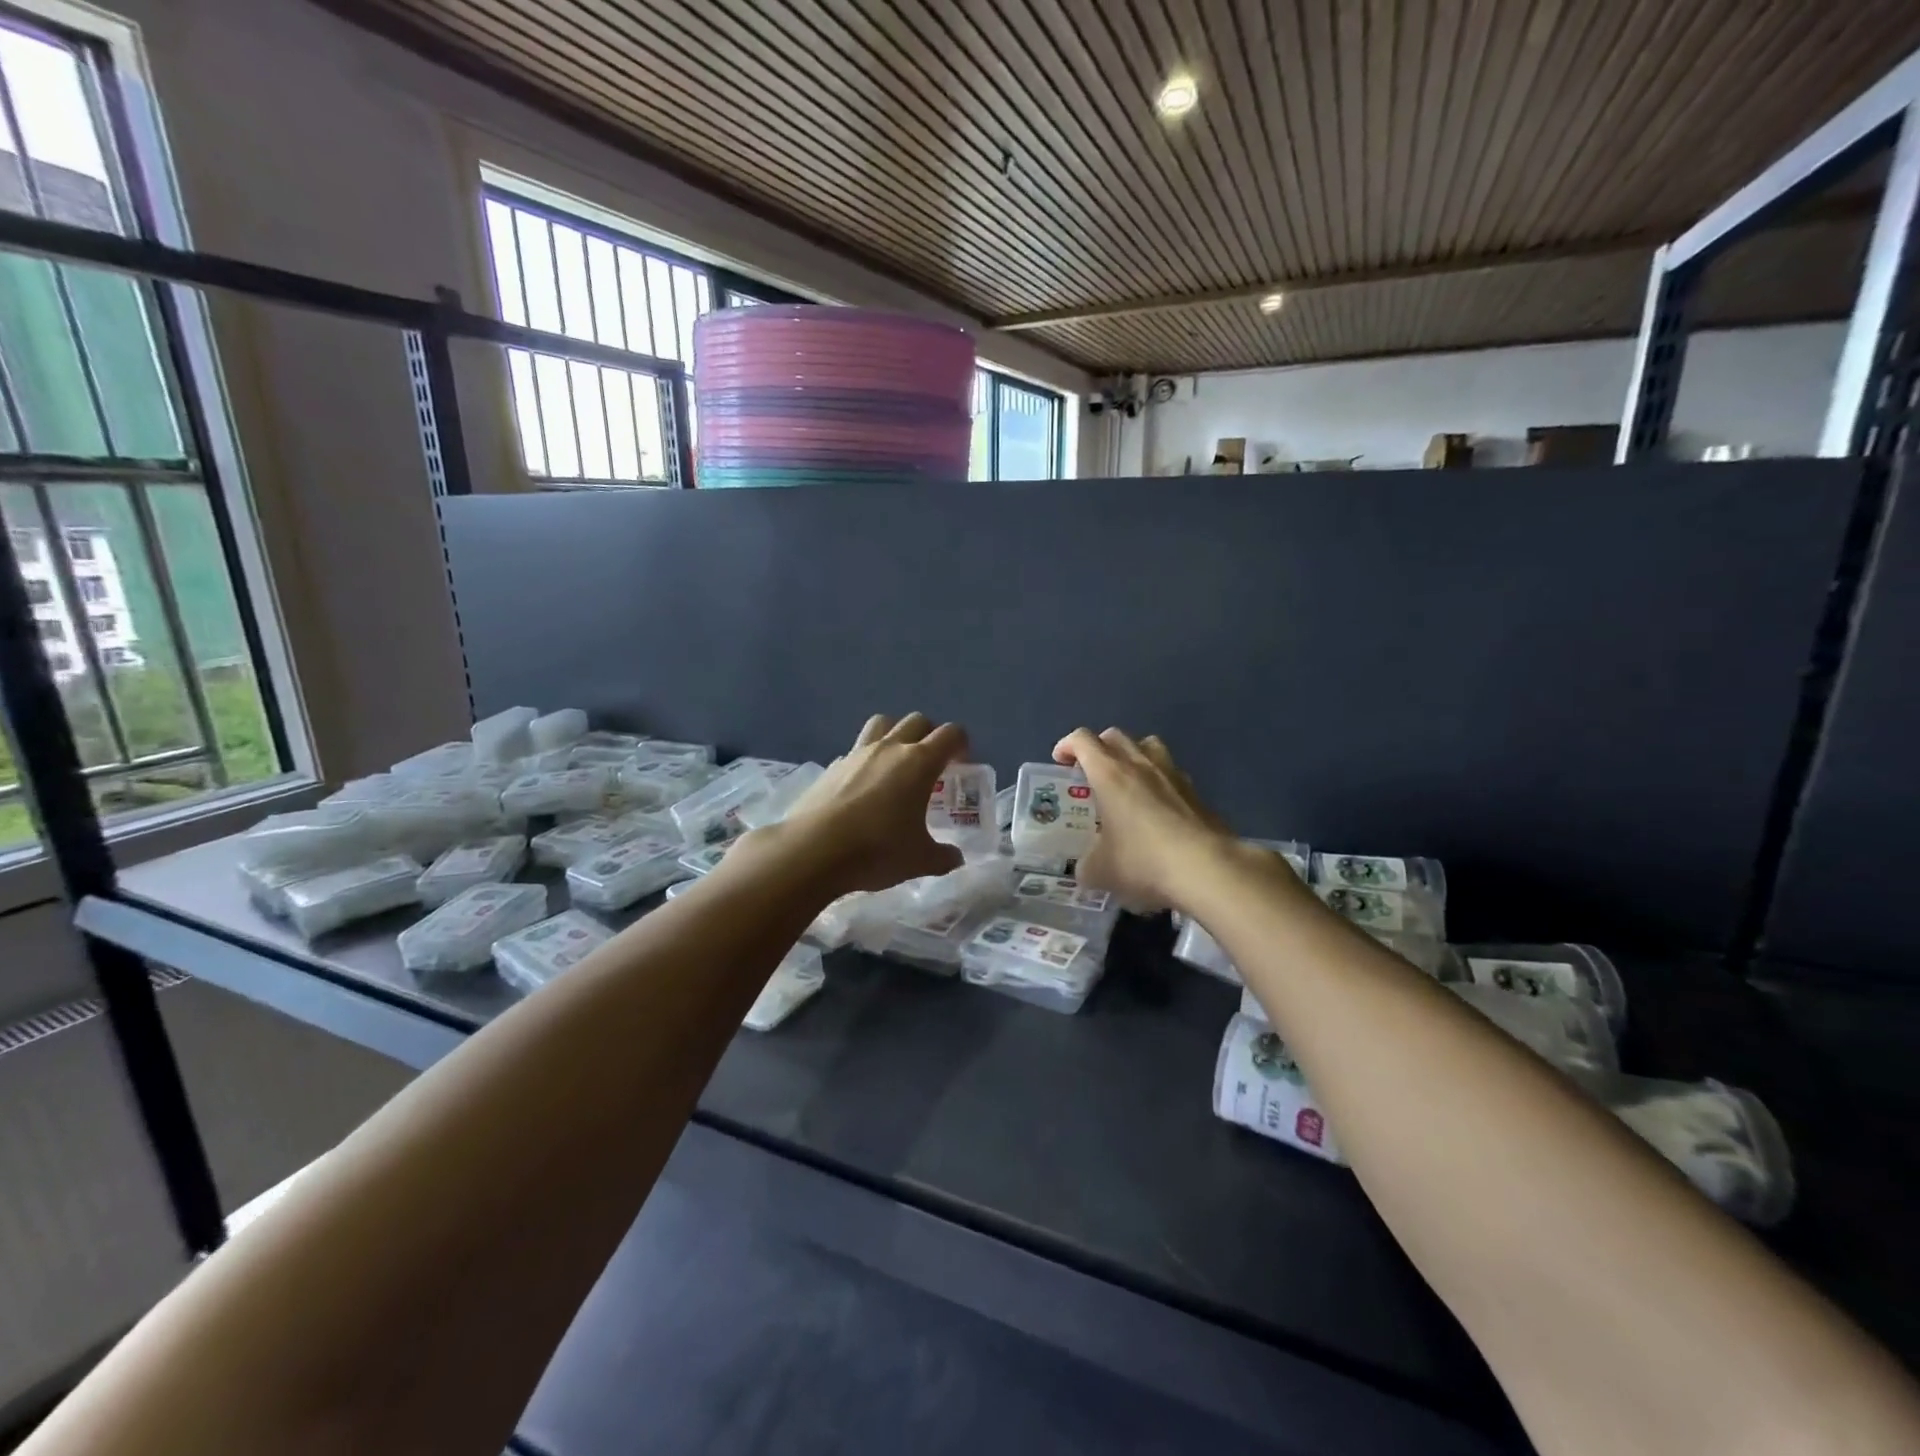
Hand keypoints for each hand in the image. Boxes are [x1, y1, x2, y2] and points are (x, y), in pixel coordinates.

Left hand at [774, 713, 966, 894]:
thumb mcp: (920, 861)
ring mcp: (857, 753)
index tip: (961, 765)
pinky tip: (864, 788)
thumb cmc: (877, 850)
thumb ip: (943, 856)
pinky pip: (856, 750)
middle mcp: (890, 748)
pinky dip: (866, 760)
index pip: (951, 734)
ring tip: (897, 765)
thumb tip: (955, 857)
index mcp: (919, 762)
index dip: (961, 745)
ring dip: (895, 735)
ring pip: (882, 724)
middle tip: (932, 765)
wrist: (813, 851)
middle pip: (917, 721)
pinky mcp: (832, 767)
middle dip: (930, 735)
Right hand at [1051, 727, 1235, 911]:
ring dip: (1132, 755)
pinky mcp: (1197, 793)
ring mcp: (1173, 775)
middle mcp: (1140, 764)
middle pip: (1115, 735)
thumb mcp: (1100, 872)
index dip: (1067, 745)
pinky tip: (1157, 808)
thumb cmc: (1143, 862)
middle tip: (1090, 772)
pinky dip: (1158, 781)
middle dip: (1098, 747)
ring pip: (1148, 745)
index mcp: (1109, 774)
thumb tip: (1085, 867)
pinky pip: (1171, 773)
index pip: (1082, 740)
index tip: (1059, 762)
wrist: (1208, 870)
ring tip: (1126, 781)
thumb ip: (1086, 864)